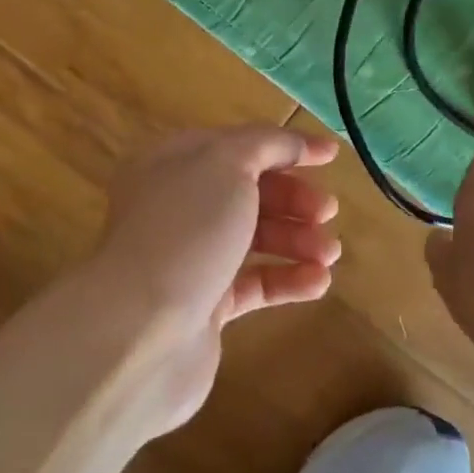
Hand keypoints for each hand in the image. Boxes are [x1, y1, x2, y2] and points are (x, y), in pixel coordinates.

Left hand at [86, 126, 340, 434]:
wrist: (142, 328)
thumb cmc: (186, 230)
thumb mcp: (226, 164)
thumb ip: (264, 144)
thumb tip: (297, 143)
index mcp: (171, 163)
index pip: (235, 145)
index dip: (283, 147)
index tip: (330, 157)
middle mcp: (175, 207)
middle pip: (246, 192)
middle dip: (292, 198)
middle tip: (327, 211)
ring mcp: (188, 257)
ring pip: (252, 238)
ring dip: (297, 240)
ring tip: (330, 253)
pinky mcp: (203, 306)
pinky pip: (253, 284)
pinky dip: (288, 280)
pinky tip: (319, 282)